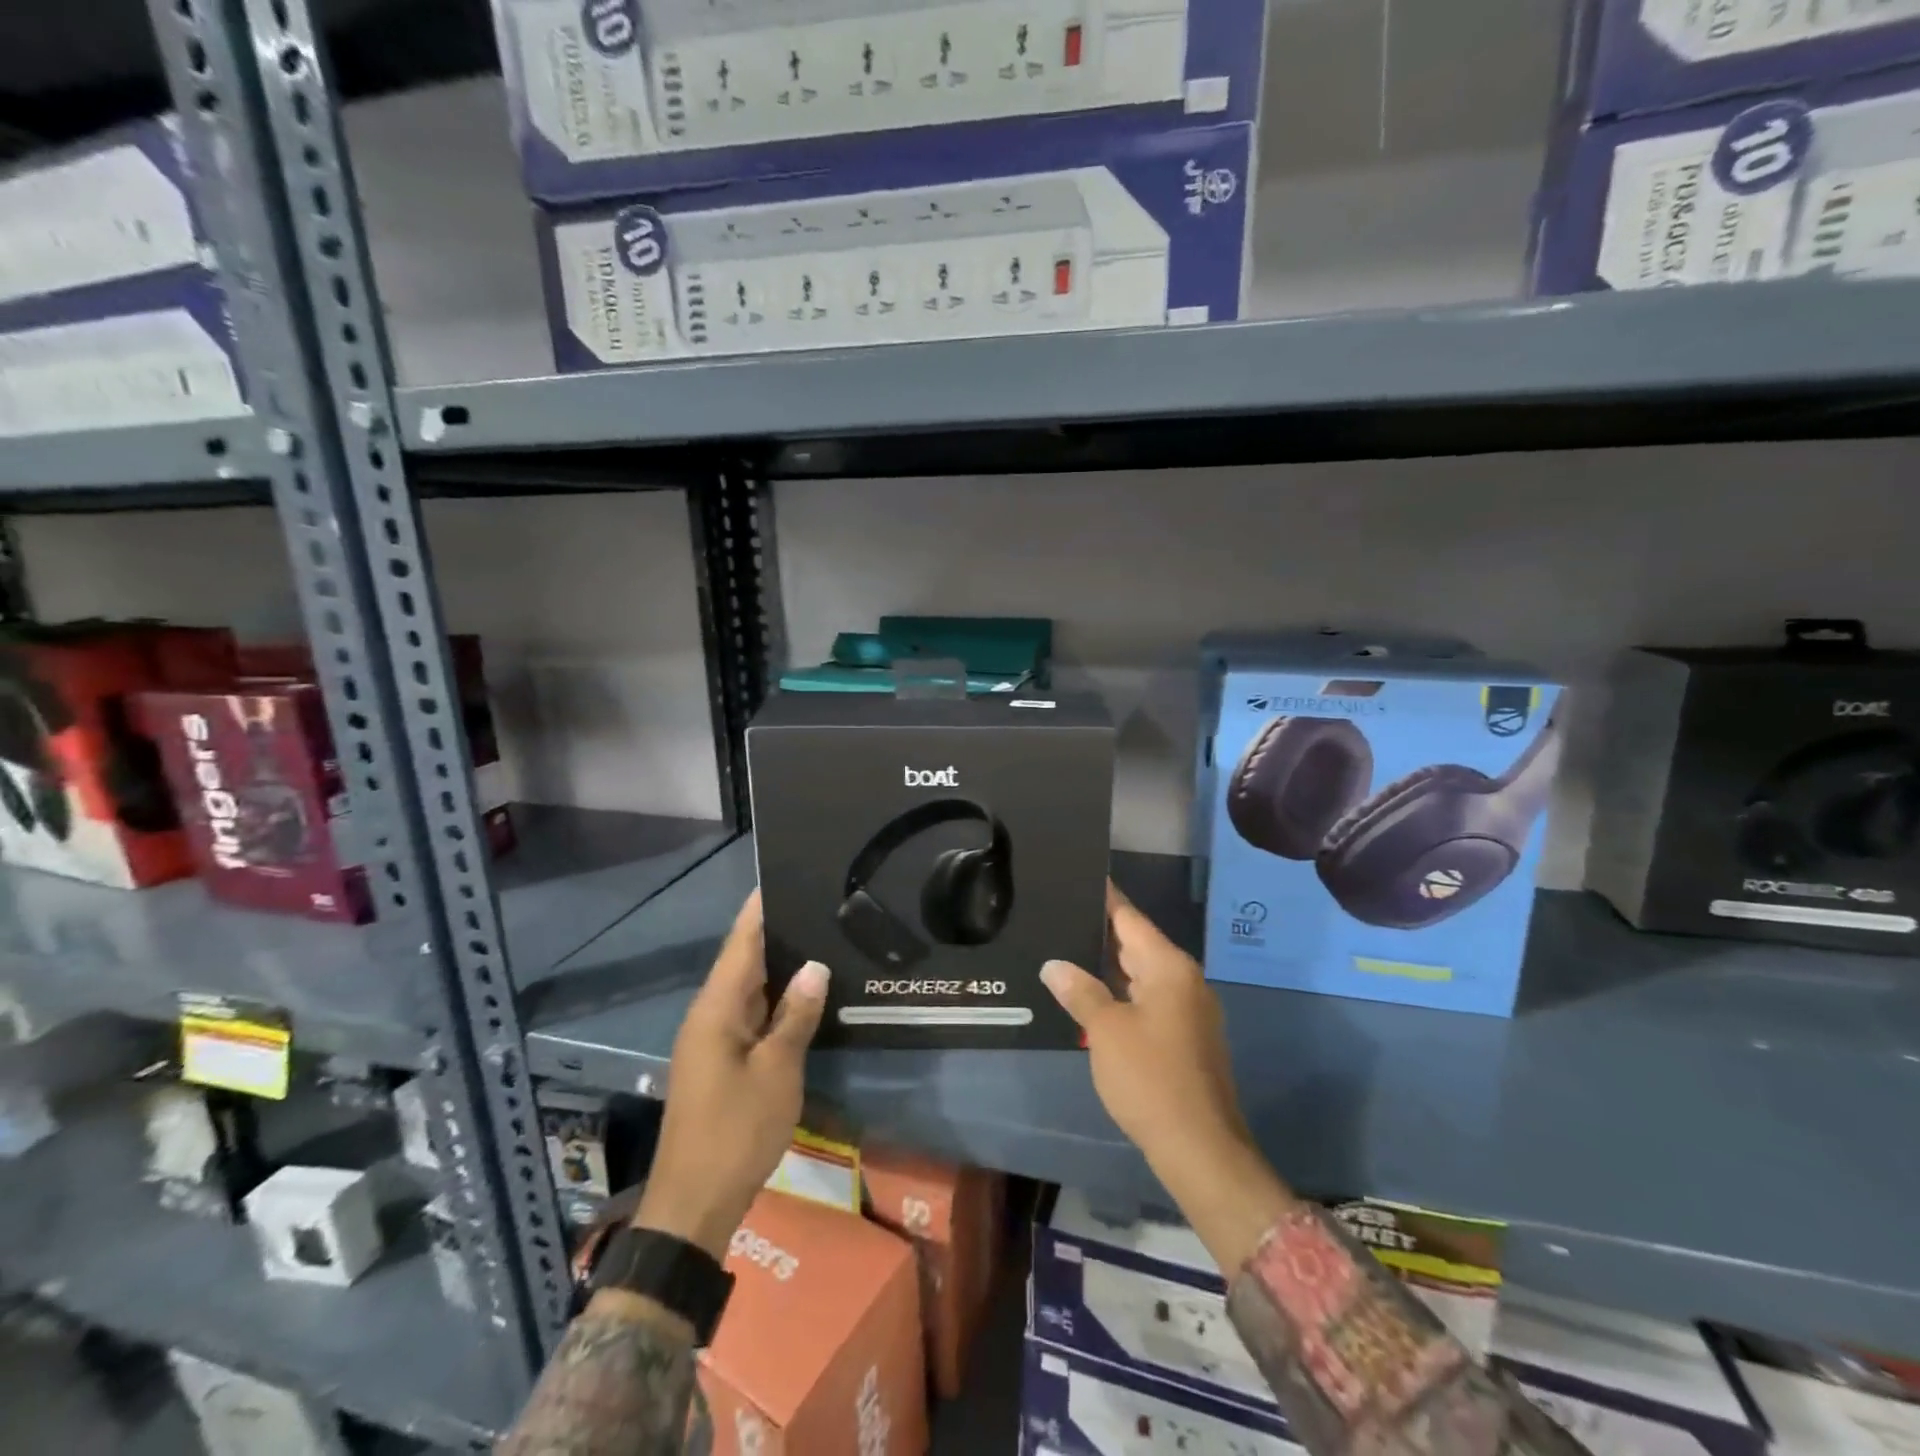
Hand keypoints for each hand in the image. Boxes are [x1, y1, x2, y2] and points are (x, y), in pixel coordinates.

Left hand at [634, 891, 828, 1259]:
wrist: (693, 1205)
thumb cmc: (736, 1131)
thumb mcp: (777, 1072)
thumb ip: (796, 1015)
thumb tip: (814, 966)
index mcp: (716, 1009)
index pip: (741, 942)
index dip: (760, 909)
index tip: (784, 876)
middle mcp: (708, 1015)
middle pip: (742, 960)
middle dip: (774, 931)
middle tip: (816, 904)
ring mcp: (710, 1041)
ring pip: (746, 989)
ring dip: (776, 966)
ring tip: (816, 938)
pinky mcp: (718, 1062)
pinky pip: (747, 1015)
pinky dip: (772, 999)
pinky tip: (800, 995)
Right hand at [1040, 882, 1294, 1272]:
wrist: (1200, 1148)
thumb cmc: (1150, 1078)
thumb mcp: (1105, 1030)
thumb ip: (1080, 990)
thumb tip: (1054, 964)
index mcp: (1168, 966)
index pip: (1129, 917)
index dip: (1102, 897)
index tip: (1076, 875)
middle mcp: (1183, 978)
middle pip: (1135, 942)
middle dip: (1098, 931)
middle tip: (1057, 913)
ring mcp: (1187, 1008)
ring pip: (1140, 972)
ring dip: (1106, 965)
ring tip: (1063, 949)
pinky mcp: (1184, 1035)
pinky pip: (1147, 998)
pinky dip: (1120, 991)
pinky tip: (1089, 994)